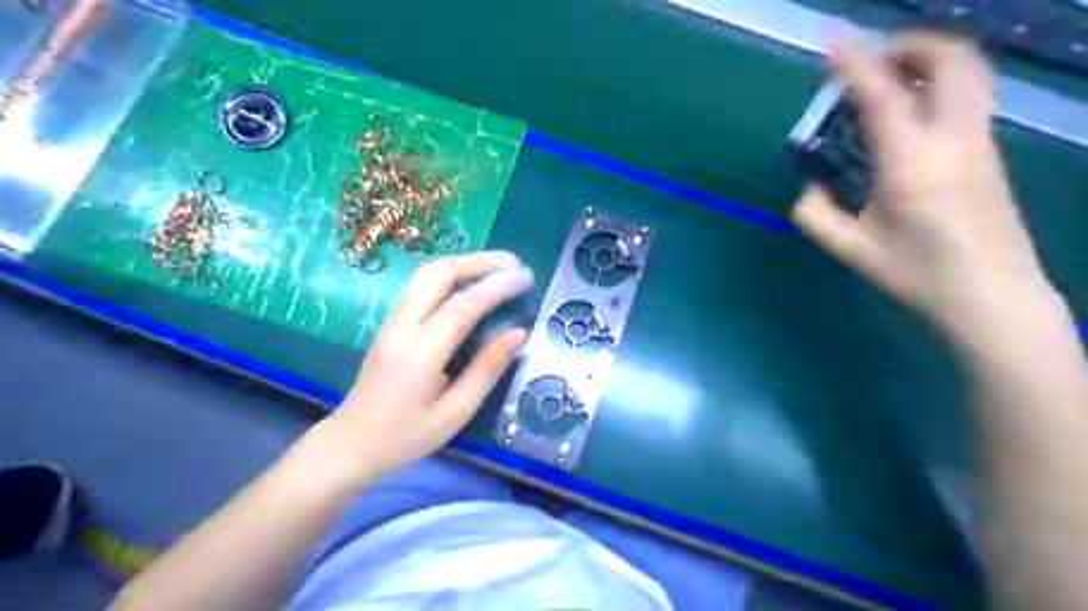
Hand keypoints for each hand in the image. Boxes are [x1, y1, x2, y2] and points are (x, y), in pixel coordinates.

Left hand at [308, 249, 533, 485]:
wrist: (349, 445)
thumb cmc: (406, 437)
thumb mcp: (456, 413)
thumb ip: (487, 369)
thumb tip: (518, 332)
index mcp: (420, 354)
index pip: (462, 306)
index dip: (496, 287)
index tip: (526, 278)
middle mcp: (402, 328)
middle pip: (437, 274)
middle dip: (478, 262)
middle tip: (513, 263)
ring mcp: (391, 322)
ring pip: (425, 275)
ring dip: (463, 263)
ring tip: (497, 267)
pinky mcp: (389, 324)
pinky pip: (419, 286)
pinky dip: (449, 275)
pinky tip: (470, 282)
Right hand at [793, 34, 1054, 339]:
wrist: (991, 295)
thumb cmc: (918, 274)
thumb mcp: (852, 250)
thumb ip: (816, 216)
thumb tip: (807, 190)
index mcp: (911, 164)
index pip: (883, 98)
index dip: (856, 66)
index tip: (833, 45)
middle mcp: (954, 139)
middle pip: (952, 60)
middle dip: (911, 45)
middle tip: (873, 58)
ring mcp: (980, 142)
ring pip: (971, 72)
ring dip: (932, 59)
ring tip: (893, 76)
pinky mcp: (991, 151)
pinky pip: (971, 95)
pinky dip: (942, 82)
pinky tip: (914, 109)